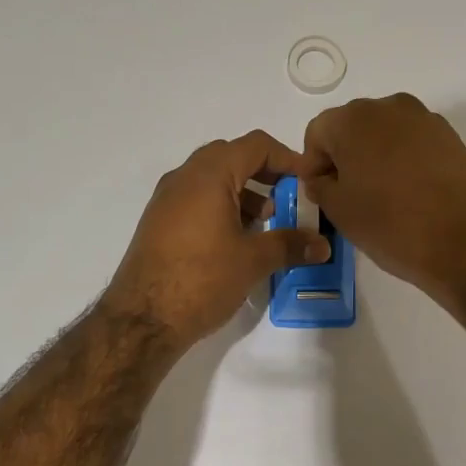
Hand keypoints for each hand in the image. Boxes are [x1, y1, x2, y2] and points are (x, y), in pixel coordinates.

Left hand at [103, 130, 330, 348]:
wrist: (142, 319)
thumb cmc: (202, 279)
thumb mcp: (253, 261)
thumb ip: (290, 245)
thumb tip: (322, 245)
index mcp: (209, 175)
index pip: (255, 146)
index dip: (288, 158)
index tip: (309, 182)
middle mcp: (184, 178)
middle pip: (232, 157)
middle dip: (265, 173)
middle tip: (288, 198)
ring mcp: (167, 200)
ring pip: (212, 179)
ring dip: (244, 192)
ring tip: (266, 222)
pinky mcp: (159, 223)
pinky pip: (197, 200)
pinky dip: (222, 207)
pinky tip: (237, 240)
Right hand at [301, 94, 465, 305]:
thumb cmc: (392, 225)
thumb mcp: (341, 212)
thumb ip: (321, 187)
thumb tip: (323, 179)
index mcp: (353, 120)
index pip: (318, 133)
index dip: (314, 164)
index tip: (322, 194)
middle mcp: (389, 107)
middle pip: (353, 127)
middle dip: (345, 157)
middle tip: (349, 196)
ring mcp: (425, 120)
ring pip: (385, 134)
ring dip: (375, 159)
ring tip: (382, 198)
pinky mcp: (452, 138)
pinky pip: (414, 144)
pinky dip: (404, 163)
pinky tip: (411, 196)